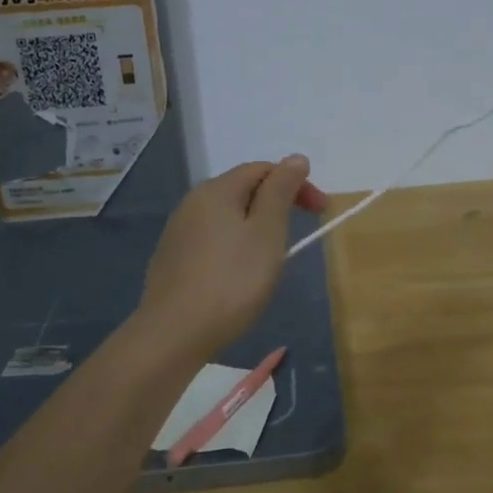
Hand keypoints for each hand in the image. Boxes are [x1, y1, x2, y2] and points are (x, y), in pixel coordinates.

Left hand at [133, 157, 327, 361]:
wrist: (174, 334)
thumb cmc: (231, 280)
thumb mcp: (267, 232)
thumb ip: (281, 191)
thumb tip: (295, 158)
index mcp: (216, 190)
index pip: (262, 169)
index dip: (295, 183)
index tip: (320, 211)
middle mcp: (192, 203)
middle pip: (242, 190)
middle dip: (276, 203)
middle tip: (301, 231)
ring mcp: (178, 232)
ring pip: (227, 216)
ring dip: (256, 225)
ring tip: (274, 255)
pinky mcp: (172, 259)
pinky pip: (213, 239)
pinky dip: (236, 244)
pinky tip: (241, 273)